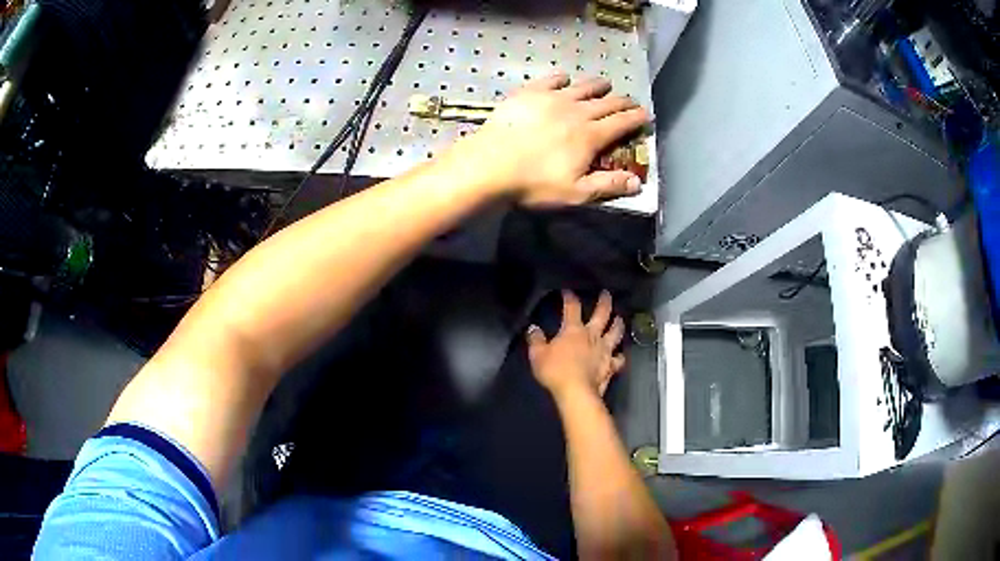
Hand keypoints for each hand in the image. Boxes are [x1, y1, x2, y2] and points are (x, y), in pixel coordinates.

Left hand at [446, 74, 649, 206]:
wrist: (490, 164)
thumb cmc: (534, 183)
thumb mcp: (575, 192)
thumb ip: (608, 186)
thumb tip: (638, 182)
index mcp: (590, 136)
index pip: (621, 123)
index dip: (636, 118)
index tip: (646, 115)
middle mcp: (577, 111)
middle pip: (606, 102)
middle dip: (622, 101)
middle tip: (630, 101)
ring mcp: (552, 98)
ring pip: (582, 87)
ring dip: (597, 85)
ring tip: (605, 84)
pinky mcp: (529, 93)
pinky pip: (550, 80)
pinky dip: (561, 78)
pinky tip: (564, 79)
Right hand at [527, 290, 626, 399]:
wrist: (576, 392)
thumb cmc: (555, 371)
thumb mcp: (538, 355)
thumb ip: (536, 340)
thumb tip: (533, 328)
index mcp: (573, 330)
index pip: (572, 307)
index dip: (570, 297)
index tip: (568, 291)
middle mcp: (592, 336)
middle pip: (602, 314)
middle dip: (605, 302)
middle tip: (607, 294)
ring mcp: (605, 351)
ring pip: (615, 333)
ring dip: (618, 324)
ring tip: (619, 319)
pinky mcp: (611, 366)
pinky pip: (619, 359)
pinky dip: (620, 356)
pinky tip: (620, 355)